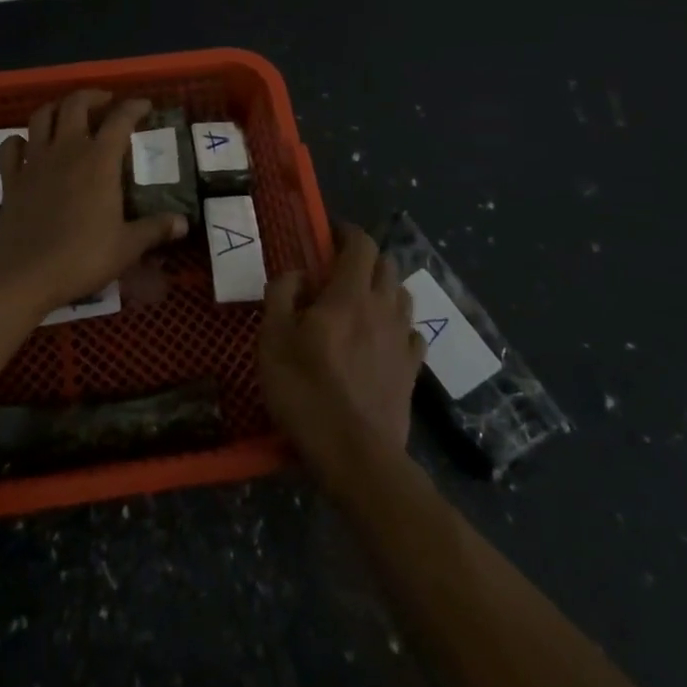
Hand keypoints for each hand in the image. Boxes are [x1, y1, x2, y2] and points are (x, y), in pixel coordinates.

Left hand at [0, 90, 185, 312]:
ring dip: (56, 108)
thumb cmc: (81, 258)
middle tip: (105, 102)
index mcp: (99, 161)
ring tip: (68, 114)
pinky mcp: (11, 179)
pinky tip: (26, 145)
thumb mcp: (126, 247)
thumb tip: (183, 223)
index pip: (120, 120)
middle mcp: (66, 150)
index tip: (145, 105)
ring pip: (41, 117)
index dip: (134, 107)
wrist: (23, 274)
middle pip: (75, 105)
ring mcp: (34, 162)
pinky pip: (10, 147)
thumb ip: (154, 229)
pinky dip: (19, 140)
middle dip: (92, 96)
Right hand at [259, 224, 423, 473]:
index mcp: (349, 295)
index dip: (348, 232)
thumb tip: (297, 273)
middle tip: (340, 267)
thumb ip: (281, 295)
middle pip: (387, 265)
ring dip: (384, 288)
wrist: (355, 455)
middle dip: (366, 258)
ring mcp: (403, 341)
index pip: (361, 245)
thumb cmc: (306, 391)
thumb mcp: (273, 339)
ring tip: (362, 300)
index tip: (332, 231)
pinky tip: (383, 338)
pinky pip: (412, 333)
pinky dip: (398, 325)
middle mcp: (383, 309)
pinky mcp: (413, 371)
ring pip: (402, 296)